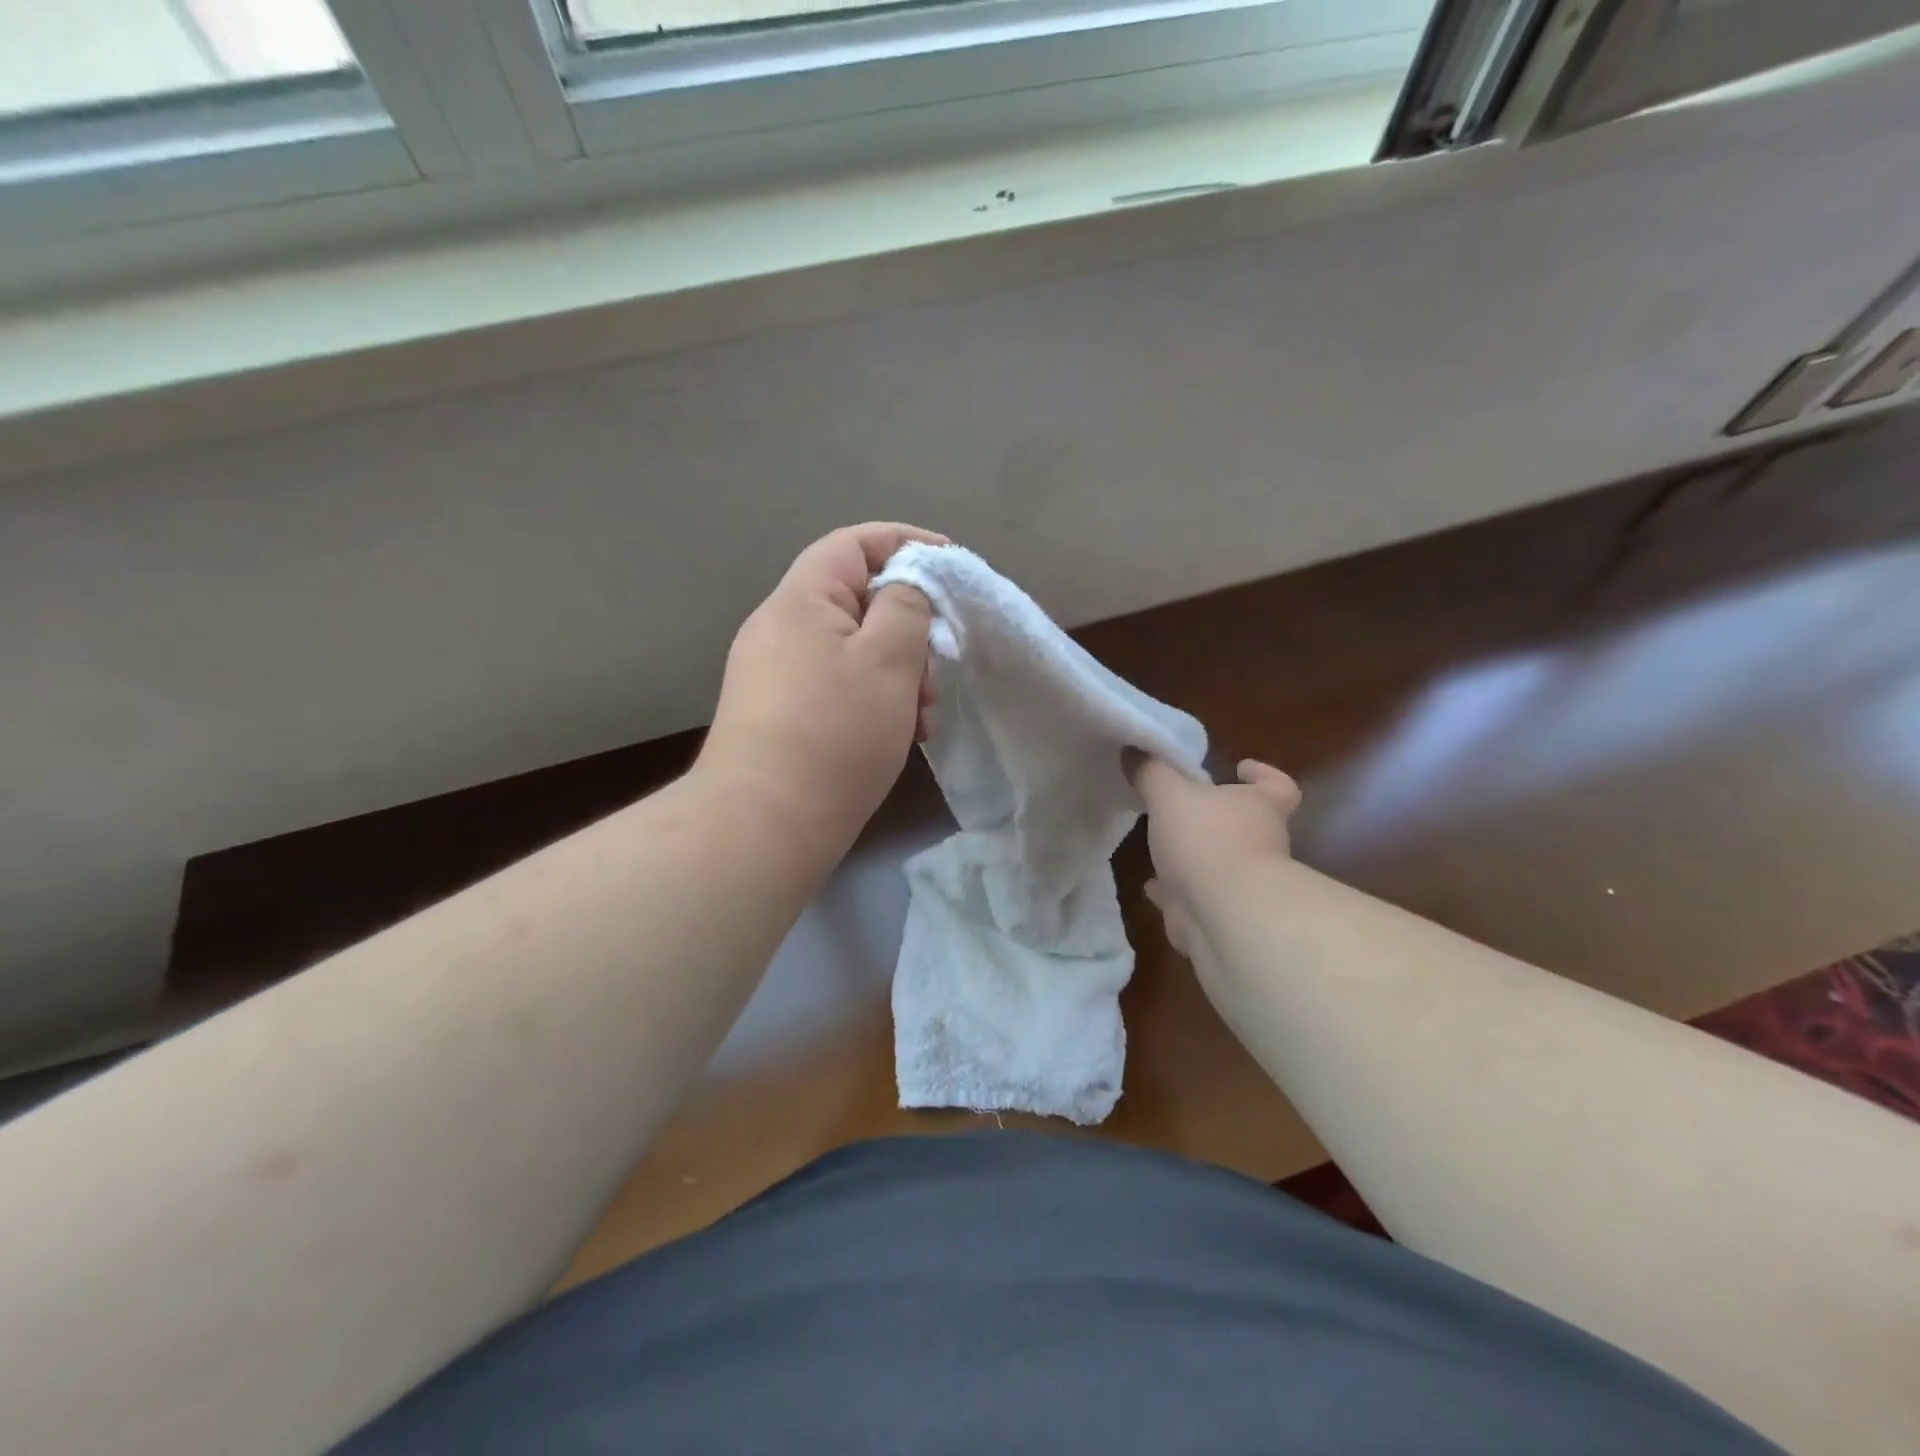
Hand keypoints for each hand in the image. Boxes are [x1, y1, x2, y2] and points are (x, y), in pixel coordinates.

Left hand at [700, 522, 945, 856]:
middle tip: (936, 668)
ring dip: (896, 673)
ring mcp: (774, 675)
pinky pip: (836, 686)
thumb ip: (906, 606)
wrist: (764, 825)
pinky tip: (899, 736)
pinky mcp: (778, 715)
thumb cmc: (835, 732)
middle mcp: (779, 629)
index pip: (854, 543)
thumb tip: (904, 586)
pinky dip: (872, 700)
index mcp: (800, 600)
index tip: (952, 566)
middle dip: (908, 627)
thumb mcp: (888, 659)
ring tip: (923, 715)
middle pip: (856, 600)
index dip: (907, 542)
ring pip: (851, 651)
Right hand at [1127, 753, 1300, 958]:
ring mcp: (1245, 885)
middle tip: (1184, 808)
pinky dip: (1176, 893)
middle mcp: (1262, 844)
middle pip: (1247, 825)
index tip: (1240, 768)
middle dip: (1218, 818)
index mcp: (1260, 807)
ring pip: (1221, 865)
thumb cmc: (1207, 839)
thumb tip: (1134, 748)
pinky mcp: (1223, 917)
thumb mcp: (1169, 794)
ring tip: (1162, 847)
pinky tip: (1152, 888)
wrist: (1225, 915)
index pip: (1278, 786)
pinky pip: (1197, 899)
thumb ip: (1152, 771)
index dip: (1263, 775)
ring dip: (1196, 858)